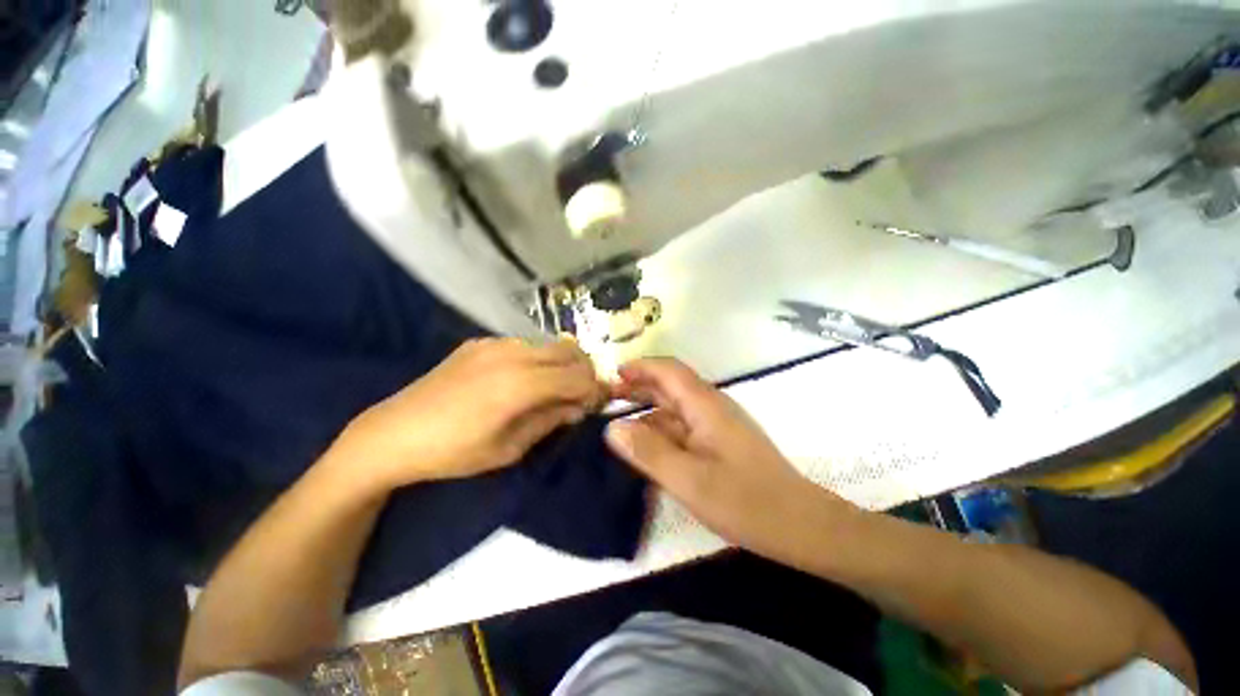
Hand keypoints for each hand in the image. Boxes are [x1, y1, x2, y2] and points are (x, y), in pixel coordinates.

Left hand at [336, 338, 604, 489]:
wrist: (392, 433)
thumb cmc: (453, 452)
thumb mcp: (509, 448)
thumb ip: (550, 420)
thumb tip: (578, 406)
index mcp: (522, 384)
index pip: (578, 377)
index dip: (595, 389)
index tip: (598, 402)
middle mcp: (514, 354)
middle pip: (570, 351)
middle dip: (585, 371)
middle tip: (581, 394)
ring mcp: (495, 343)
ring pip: (549, 344)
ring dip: (562, 363)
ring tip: (553, 388)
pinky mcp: (480, 342)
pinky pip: (524, 345)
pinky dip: (537, 359)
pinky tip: (521, 380)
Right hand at [605, 358, 852, 560]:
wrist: (800, 525)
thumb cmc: (746, 502)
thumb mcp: (690, 480)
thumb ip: (648, 452)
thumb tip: (611, 427)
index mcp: (705, 405)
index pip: (668, 370)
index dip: (640, 367)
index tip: (611, 375)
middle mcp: (711, 407)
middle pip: (670, 385)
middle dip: (638, 387)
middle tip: (607, 399)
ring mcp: (716, 425)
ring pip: (675, 408)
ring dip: (647, 409)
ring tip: (617, 421)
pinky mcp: (719, 442)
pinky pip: (683, 427)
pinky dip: (660, 429)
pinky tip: (646, 445)